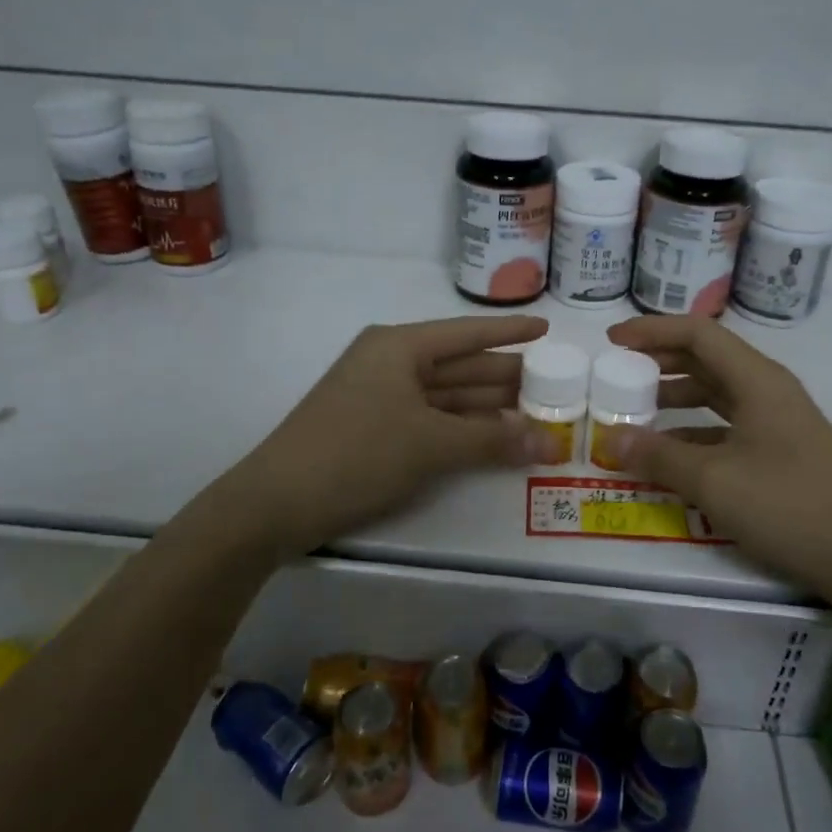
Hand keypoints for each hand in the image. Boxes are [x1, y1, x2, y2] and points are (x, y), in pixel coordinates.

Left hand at [215, 316, 567, 554]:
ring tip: (536, 416)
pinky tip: (494, 439)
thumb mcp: (430, 444)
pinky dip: (462, 430)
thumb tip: (548, 443)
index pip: (468, 333)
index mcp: (399, 347)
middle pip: (460, 365)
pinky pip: (431, 420)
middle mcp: (390, 363)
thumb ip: (491, 441)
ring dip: (488, 409)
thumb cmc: (357, 453)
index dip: (510, 331)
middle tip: (555, 387)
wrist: (276, 503)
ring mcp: (380, 397)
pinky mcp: (374, 429)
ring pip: (447, 396)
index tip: (547, 328)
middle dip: (505, 378)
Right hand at [603, 315, 831, 610]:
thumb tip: (612, 439)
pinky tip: (671, 455)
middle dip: (661, 360)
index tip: (612, 340)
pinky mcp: (781, 454)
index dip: (652, 330)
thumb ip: (660, 456)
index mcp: (757, 380)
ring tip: (636, 410)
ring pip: (717, 394)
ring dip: (676, 396)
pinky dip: (694, 432)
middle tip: (619, 373)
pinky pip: (727, 428)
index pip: (698, 334)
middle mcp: (768, 392)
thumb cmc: (791, 506)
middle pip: (708, 359)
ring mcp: (778, 424)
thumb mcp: (715, 482)